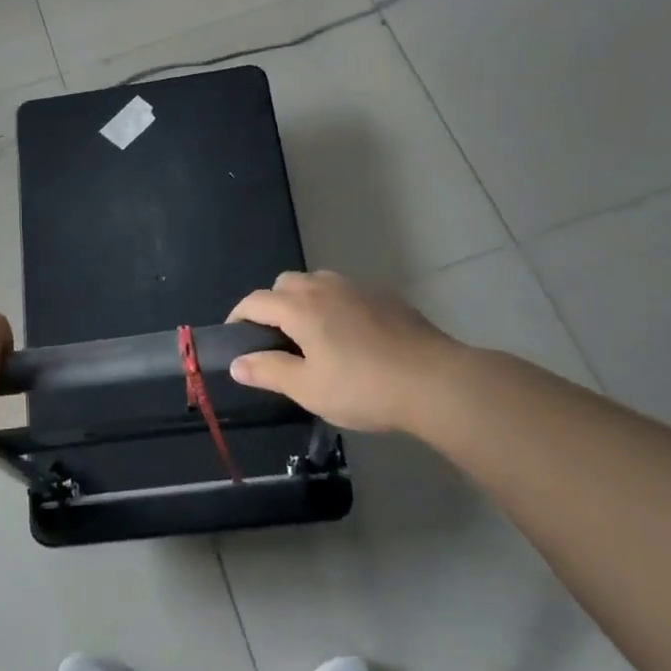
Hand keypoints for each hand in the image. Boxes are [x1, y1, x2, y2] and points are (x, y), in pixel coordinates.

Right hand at [227, 271, 458, 433]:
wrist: (435, 381)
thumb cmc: (363, 387)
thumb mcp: (308, 388)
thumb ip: (268, 371)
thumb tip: (237, 362)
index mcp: (300, 307)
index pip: (256, 301)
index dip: (239, 316)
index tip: (234, 337)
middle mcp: (325, 288)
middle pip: (286, 283)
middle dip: (272, 304)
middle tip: (275, 339)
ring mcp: (359, 289)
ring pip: (319, 282)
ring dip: (305, 300)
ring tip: (311, 335)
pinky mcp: (387, 298)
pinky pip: (347, 293)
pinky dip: (336, 306)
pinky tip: (350, 337)